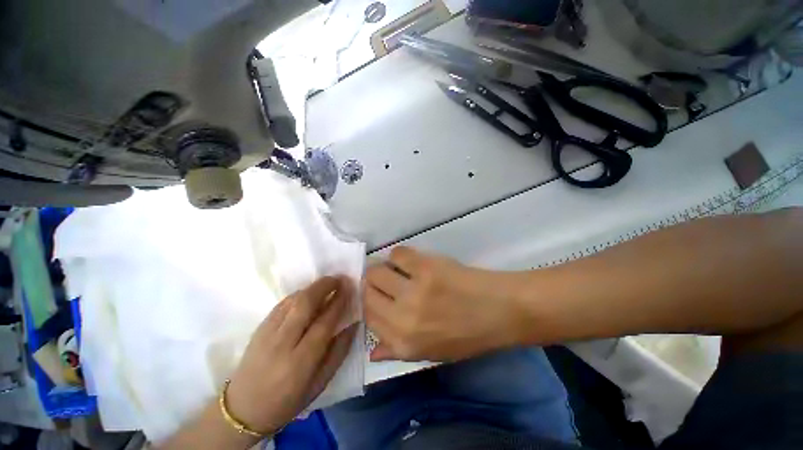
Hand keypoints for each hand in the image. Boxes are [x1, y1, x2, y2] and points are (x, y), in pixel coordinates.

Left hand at [226, 277, 357, 434]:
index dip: (339, 302)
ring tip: (327, 283)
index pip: (324, 323)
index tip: (349, 289)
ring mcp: (267, 333)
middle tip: (339, 279)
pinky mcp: (259, 328)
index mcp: (301, 362)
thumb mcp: (320, 383)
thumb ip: (339, 352)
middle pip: (305, 304)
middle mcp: (283, 343)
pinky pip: (282, 304)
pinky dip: (298, 294)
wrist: (243, 410)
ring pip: (293, 300)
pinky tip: (308, 294)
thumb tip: (354, 324)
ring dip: (313, 287)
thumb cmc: (287, 401)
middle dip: (325, 286)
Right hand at [365, 247, 524, 361]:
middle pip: (367, 291)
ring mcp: (414, 290)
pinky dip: (400, 255)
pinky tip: (411, 261)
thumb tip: (372, 349)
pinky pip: (398, 253)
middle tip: (384, 279)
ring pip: (376, 270)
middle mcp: (403, 317)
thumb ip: (397, 352)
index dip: (368, 301)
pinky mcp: (427, 267)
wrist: (500, 311)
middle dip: (372, 284)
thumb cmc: (467, 335)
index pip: (367, 316)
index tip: (374, 293)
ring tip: (396, 269)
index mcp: (403, 343)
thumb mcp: (431, 353)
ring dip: (383, 268)